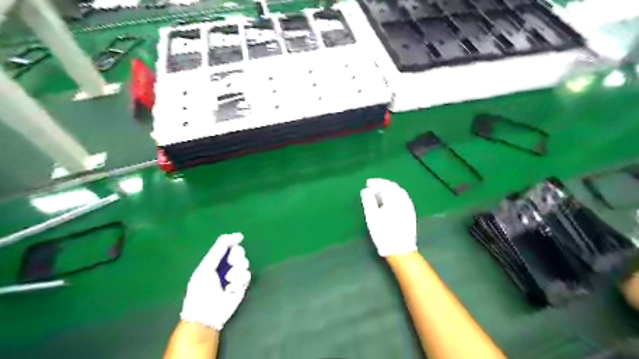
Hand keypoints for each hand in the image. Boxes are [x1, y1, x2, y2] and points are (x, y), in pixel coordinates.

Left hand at [181, 233, 250, 330]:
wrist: (206, 314)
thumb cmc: (201, 290)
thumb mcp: (206, 267)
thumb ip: (218, 250)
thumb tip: (233, 235)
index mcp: (214, 260)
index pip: (227, 245)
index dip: (233, 240)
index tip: (239, 238)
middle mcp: (225, 266)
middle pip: (238, 252)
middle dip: (236, 255)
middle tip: (231, 262)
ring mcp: (234, 275)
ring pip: (244, 263)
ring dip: (237, 270)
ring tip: (229, 279)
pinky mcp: (242, 285)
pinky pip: (247, 275)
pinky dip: (240, 280)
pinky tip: (232, 288)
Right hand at [359, 178, 419, 256]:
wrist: (400, 249)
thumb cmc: (383, 233)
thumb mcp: (372, 216)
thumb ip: (368, 201)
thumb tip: (366, 190)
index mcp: (394, 199)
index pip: (386, 184)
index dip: (376, 182)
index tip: (367, 183)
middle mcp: (404, 200)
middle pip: (394, 187)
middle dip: (382, 186)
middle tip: (372, 189)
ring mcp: (409, 207)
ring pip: (399, 192)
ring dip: (389, 191)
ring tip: (378, 196)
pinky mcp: (411, 213)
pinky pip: (403, 199)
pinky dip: (394, 196)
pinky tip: (389, 203)